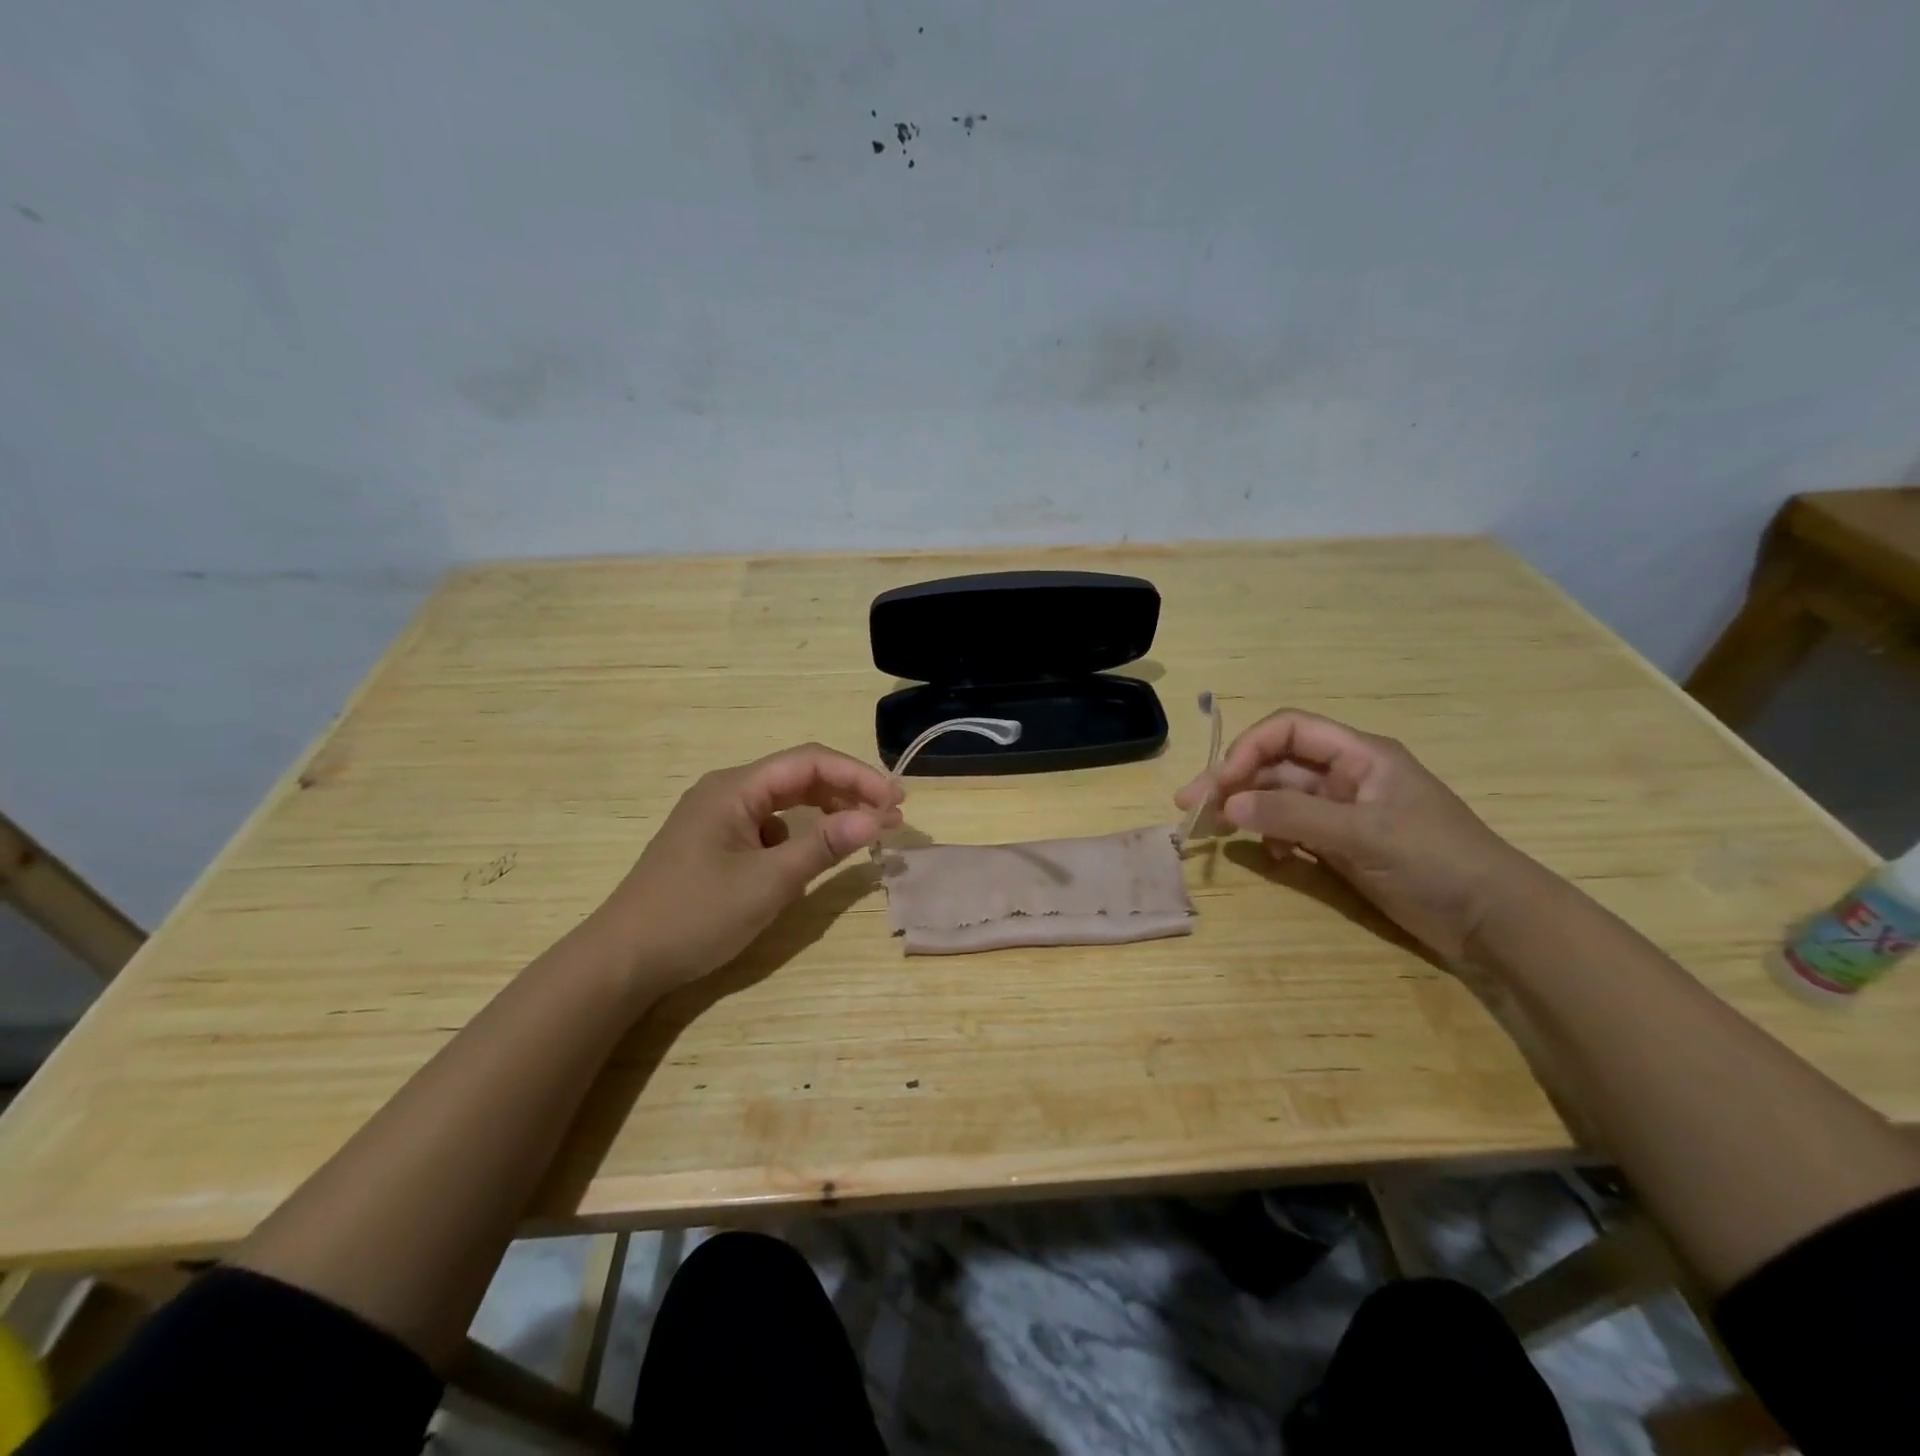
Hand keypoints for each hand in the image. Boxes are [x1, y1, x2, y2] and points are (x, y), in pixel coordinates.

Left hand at [594, 743, 902, 987]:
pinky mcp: (715, 843)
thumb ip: (824, 846)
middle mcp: (727, 791)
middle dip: (847, 792)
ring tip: (863, 831)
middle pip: (799, 776)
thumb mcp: (768, 883)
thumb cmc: (695, 915)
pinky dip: (799, 834)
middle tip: (890, 817)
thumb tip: (877, 818)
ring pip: (784, 801)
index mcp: (735, 788)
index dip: (858, 776)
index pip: (810, 763)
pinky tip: (808, 857)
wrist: (622, 961)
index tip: (897, 801)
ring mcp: (718, 817)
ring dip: (826, 812)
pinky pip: (768, 825)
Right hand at [1174, 710, 1531, 960]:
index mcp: (1359, 755)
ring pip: (1279, 798)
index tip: (1219, 784)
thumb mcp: (1362, 833)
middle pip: (1276, 764)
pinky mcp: (1342, 844)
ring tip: (1215, 832)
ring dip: (1248, 810)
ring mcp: (1343, 811)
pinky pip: (1293, 829)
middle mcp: (1346, 775)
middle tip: (1190, 807)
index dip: (1248, 749)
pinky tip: (1271, 857)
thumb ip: (1291, 815)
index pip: (1288, 730)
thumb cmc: (1436, 860)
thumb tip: (1226, 805)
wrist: (1493, 921)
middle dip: (1233, 782)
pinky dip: (1273, 838)